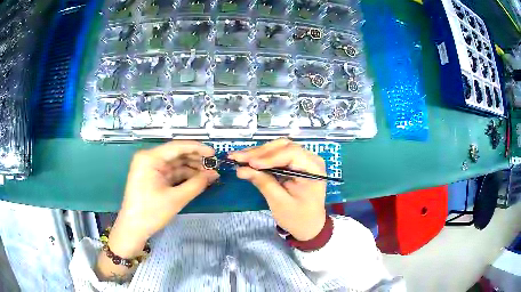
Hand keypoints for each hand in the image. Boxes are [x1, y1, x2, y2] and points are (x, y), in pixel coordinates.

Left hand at [110, 141, 218, 256]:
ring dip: (191, 168)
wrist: (133, 229)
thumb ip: (196, 184)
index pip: (177, 147)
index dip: (197, 148)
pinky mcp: (152, 178)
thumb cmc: (150, 213)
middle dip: (195, 159)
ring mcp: (150, 168)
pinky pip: (171, 173)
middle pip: (176, 154)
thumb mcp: (175, 199)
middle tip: (214, 165)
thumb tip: (214, 174)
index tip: (213, 153)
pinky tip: (197, 179)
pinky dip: (184, 176)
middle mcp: (149, 159)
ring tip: (209, 174)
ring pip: (175, 164)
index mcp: (150, 158)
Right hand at [230, 138, 326, 240]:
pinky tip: (247, 159)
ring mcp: (303, 159)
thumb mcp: (280, 203)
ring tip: (238, 157)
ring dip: (258, 153)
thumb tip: (241, 169)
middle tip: (237, 157)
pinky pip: (277, 155)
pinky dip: (261, 157)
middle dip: (259, 152)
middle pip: (283, 147)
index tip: (250, 164)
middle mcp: (310, 159)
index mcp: (313, 169)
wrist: (309, 226)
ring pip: (278, 148)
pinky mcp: (294, 163)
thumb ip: (263, 183)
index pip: (291, 153)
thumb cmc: (298, 217)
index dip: (269, 157)